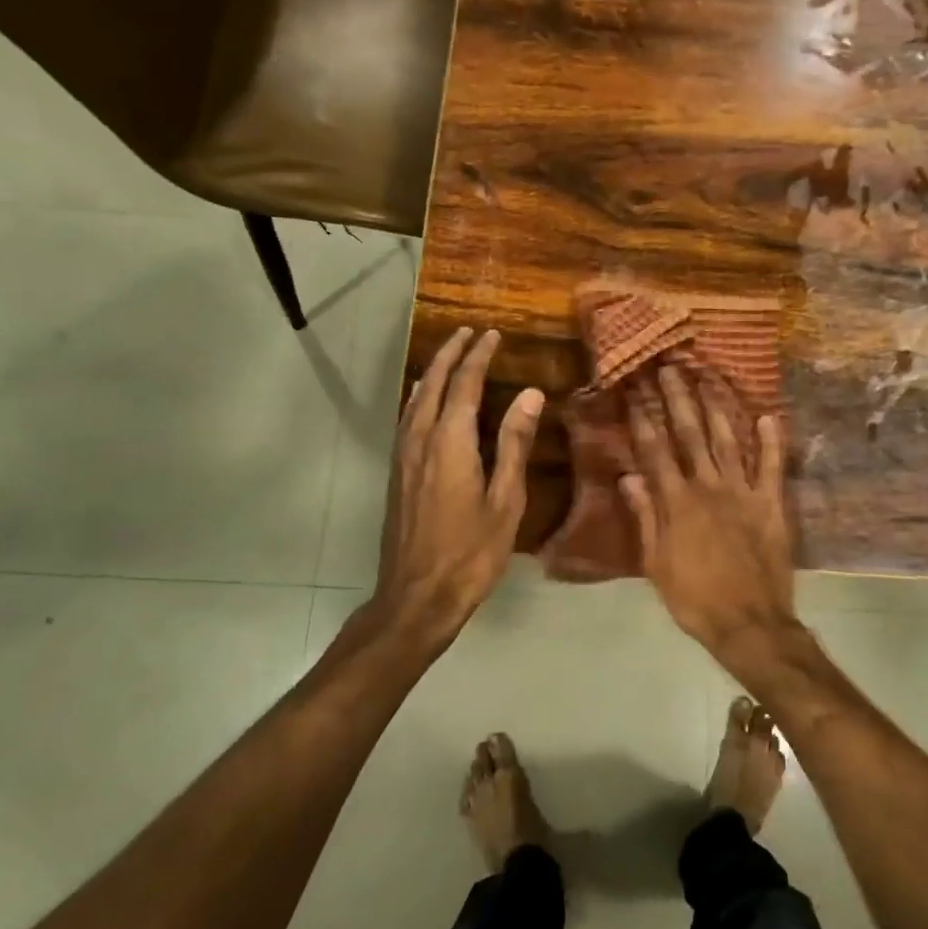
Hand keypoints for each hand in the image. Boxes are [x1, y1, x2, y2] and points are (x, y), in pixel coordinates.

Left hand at [373, 327, 543, 647]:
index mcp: (450, 443)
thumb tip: (530, 394)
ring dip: (432, 372)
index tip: (492, 334)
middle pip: (432, 384)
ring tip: (449, 355)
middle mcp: (420, 440)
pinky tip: (423, 401)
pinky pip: (407, 419)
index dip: (478, 356)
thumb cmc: (471, 552)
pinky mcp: (397, 474)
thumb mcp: (505, 500)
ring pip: (415, 400)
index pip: (464, 385)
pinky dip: (419, 397)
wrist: (417, 596)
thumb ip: (514, 444)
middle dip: (450, 355)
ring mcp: (403, 457)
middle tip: (468, 333)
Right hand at [619, 366, 798, 669]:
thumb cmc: (694, 597)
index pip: (655, 451)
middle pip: (690, 435)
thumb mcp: (655, 563)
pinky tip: (768, 415)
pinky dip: (771, 439)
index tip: (634, 390)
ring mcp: (743, 492)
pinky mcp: (771, 503)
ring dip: (716, 406)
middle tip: (668, 367)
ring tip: (707, 376)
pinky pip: (772, 465)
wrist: (748, 623)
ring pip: (727, 440)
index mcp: (677, 502)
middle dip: (677, 398)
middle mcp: (708, 487)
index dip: (643, 419)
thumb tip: (628, 476)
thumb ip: (644, 517)